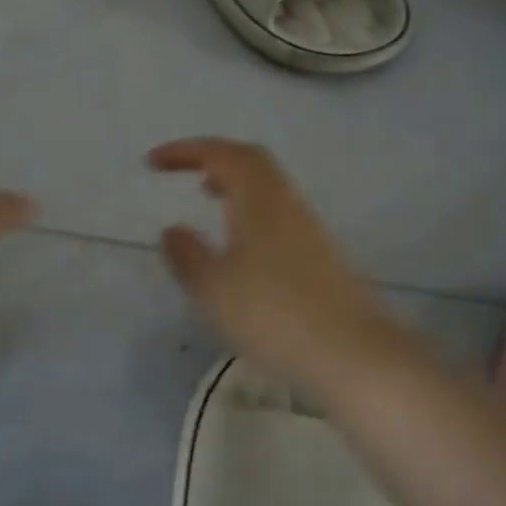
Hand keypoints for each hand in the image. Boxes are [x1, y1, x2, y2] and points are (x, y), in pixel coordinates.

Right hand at [148, 138, 407, 387]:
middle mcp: (287, 203)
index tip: (152, 162)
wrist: (353, 354)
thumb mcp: (214, 289)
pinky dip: (248, 207)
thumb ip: (187, 255)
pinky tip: (238, 240)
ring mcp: (308, 228)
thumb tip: (172, 230)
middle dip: (212, 157)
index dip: (186, 151)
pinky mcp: (320, 254)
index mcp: (259, 200)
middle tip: (180, 170)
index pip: (222, 154)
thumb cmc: (274, 315)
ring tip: (205, 196)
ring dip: (232, 181)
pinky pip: (277, 210)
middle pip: (250, 161)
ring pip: (267, 186)